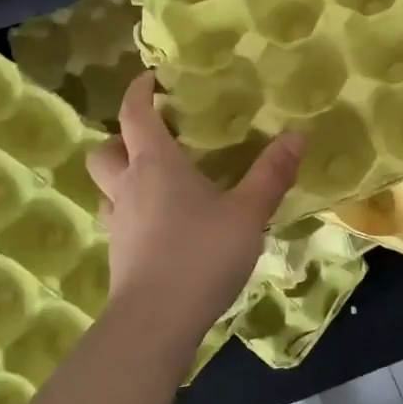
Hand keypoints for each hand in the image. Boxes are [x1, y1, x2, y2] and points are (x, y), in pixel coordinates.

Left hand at [86, 74, 304, 351]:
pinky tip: (162, 225)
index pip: (134, 115)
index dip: (139, 92)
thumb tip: (297, 134)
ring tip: (156, 181)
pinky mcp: (119, 256)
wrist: (155, 324)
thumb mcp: (248, 211)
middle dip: (121, 138)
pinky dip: (133, 211)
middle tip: (153, 138)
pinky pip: (118, 220)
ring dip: (122, 177)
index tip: (151, 79)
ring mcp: (119, 224)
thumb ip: (272, 173)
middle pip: (105, 151)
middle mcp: (128, 187)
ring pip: (105, 188)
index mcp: (155, 165)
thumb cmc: (201, 254)